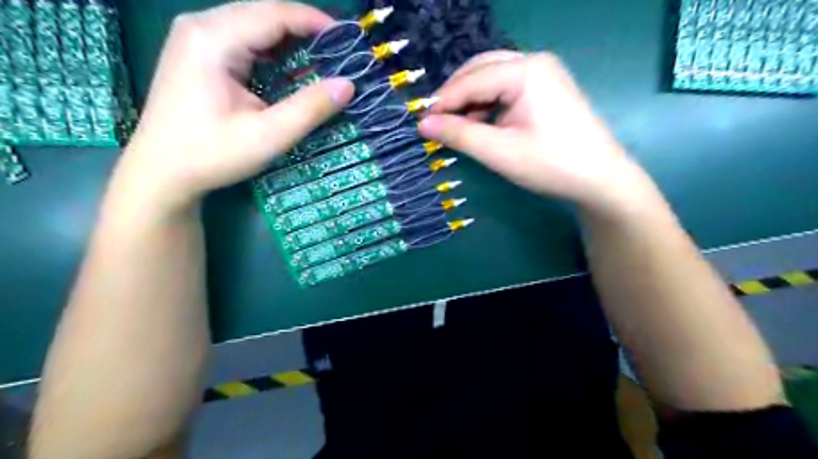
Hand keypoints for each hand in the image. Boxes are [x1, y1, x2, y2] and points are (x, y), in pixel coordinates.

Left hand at [113, 0, 353, 212]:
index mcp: (213, 39)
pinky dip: (271, 50)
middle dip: (304, 29)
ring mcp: (195, 37)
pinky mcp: (197, 52)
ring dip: (289, 39)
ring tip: (321, 59)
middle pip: (263, 13)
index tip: (348, 40)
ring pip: (253, 24)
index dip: (315, 22)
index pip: (274, 14)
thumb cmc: (212, 154)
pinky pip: (242, 39)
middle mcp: (201, 26)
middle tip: (339, 52)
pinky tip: (289, 68)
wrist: (161, 172)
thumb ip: (309, 108)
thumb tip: (348, 85)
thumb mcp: (268, 135)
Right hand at [425, 50, 655, 215]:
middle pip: (480, 70)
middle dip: (456, 97)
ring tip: (459, 129)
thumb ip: (459, 134)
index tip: (421, 124)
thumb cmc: (550, 165)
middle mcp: (534, 62)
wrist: (600, 179)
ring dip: (471, 102)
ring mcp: (543, 74)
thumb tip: (423, 124)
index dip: (443, 102)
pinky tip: (482, 125)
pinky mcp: (546, 89)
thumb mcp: (498, 152)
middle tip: (438, 124)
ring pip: (492, 79)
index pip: (471, 80)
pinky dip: (489, 106)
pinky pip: (506, 89)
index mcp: (525, 71)